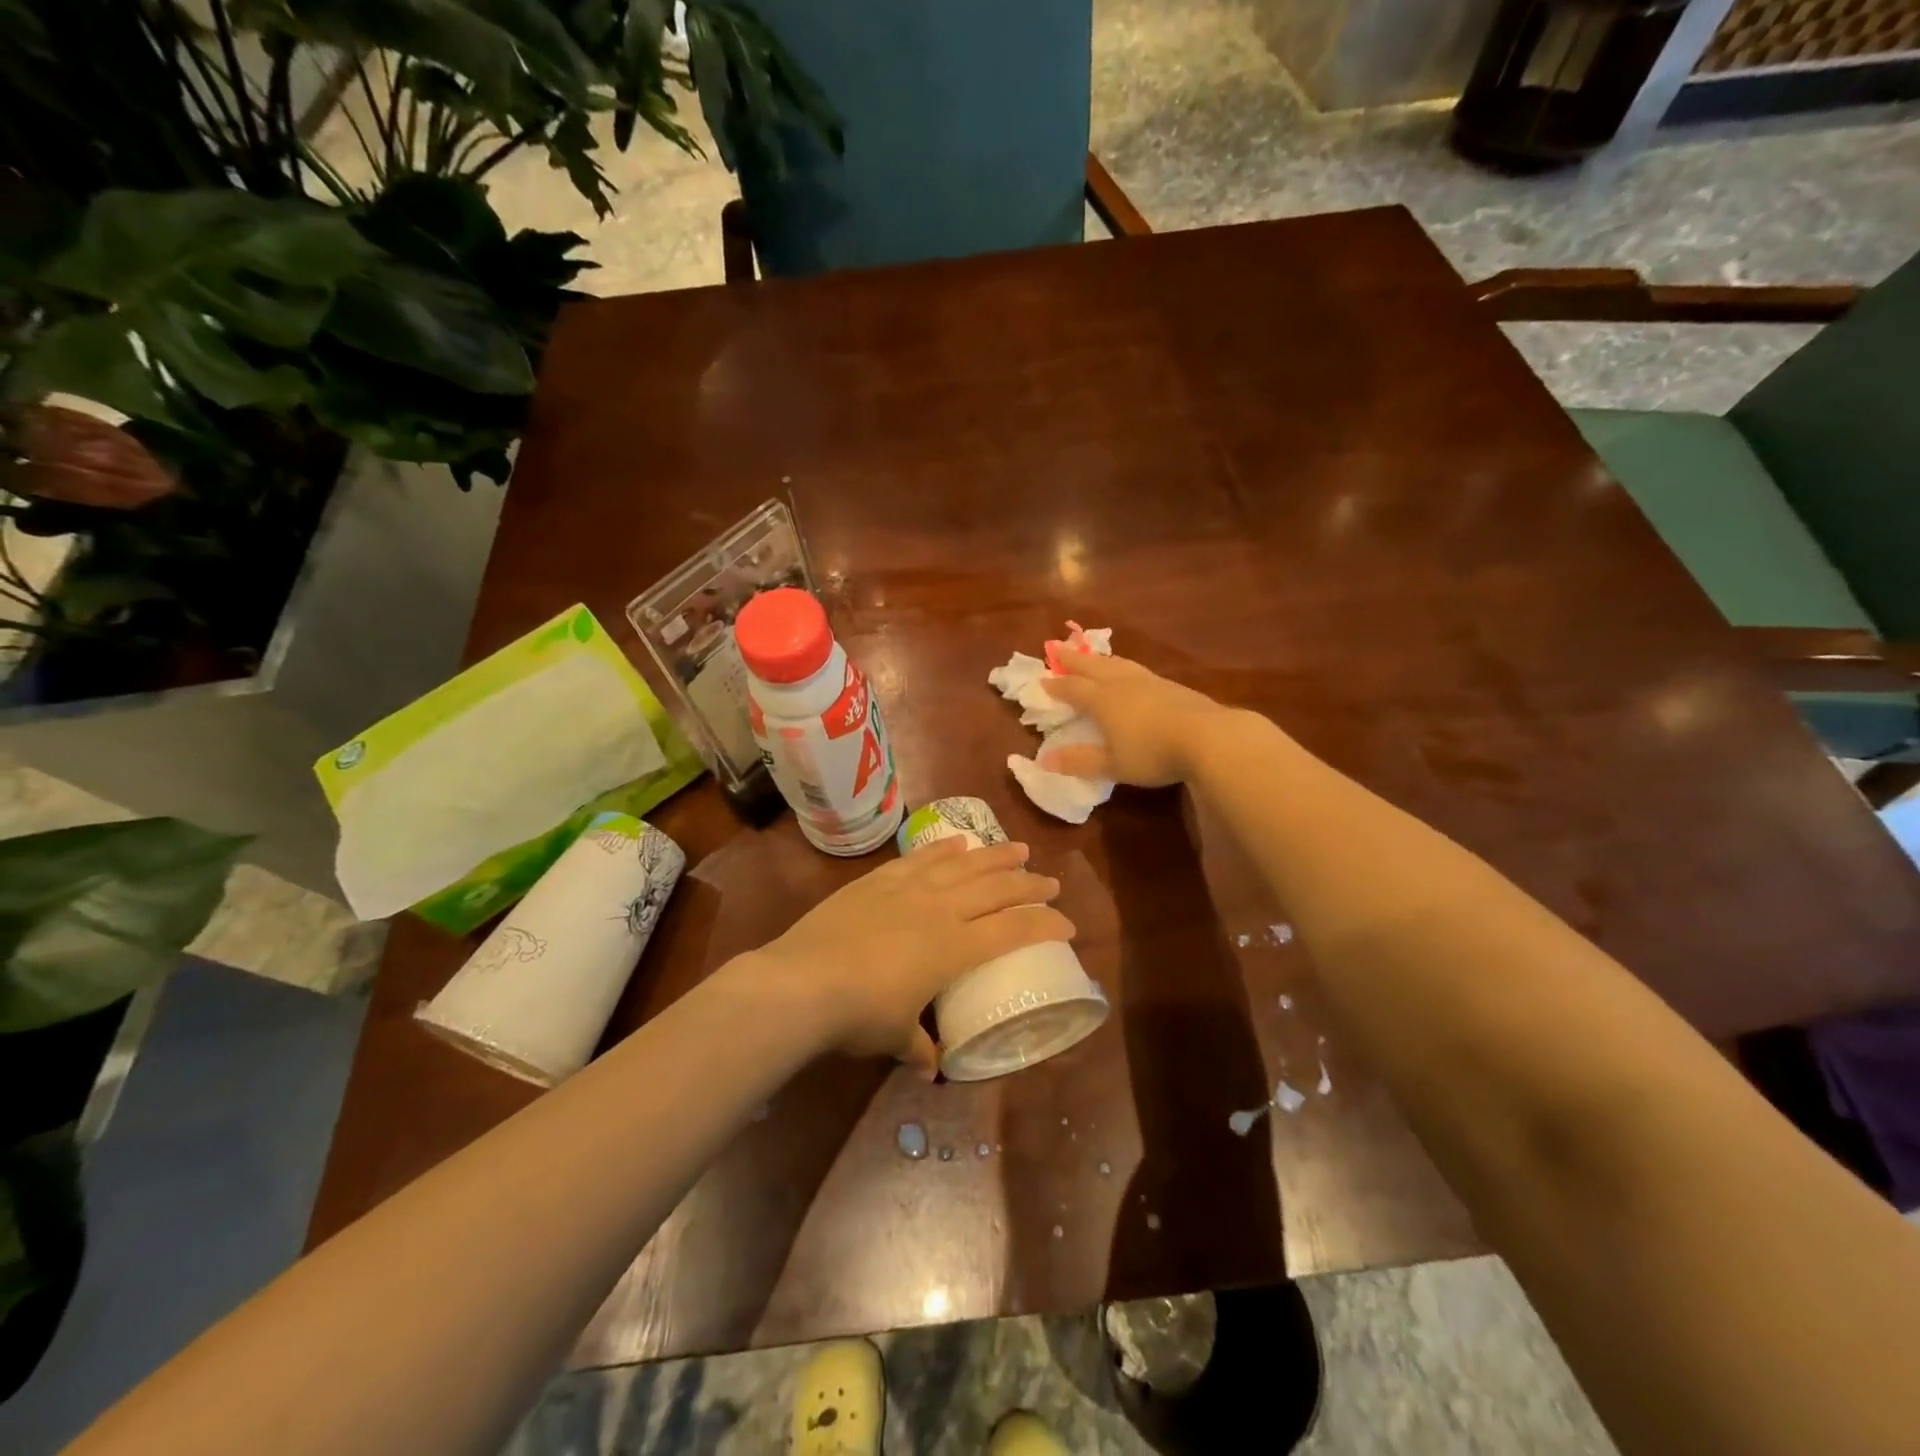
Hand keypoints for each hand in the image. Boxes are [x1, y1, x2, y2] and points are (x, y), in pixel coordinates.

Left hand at [746, 838, 1073, 1072]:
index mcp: (955, 948)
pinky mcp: (879, 879)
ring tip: (1018, 849)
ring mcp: (909, 888)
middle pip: (996, 889)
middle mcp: (940, 910)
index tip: (1067, 923)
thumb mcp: (894, 1037)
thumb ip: (918, 1046)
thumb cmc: (859, 1014)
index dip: (1044, 924)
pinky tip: (959, 843)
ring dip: (994, 856)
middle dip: (1028, 883)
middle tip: (1050, 880)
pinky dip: (944, 849)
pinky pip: (921, 858)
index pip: (1013, 930)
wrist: (803, 980)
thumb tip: (929, 1065)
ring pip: (964, 865)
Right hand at [1038, 652, 1235, 785]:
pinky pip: (1138, 670)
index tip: (1043, 679)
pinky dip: (1124, 667)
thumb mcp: (1112, 764)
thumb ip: (1080, 761)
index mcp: (1102, 700)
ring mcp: (1149, 682)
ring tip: (1092, 655)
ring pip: (1117, 664)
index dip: (1057, 685)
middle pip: (1092, 667)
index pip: (1074, 689)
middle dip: (1073, 659)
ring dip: (1100, 659)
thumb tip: (1044, 760)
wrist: (1208, 737)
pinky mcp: (1172, 686)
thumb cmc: (1152, 753)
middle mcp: (1122, 684)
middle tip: (1057, 647)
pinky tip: (1131, 673)